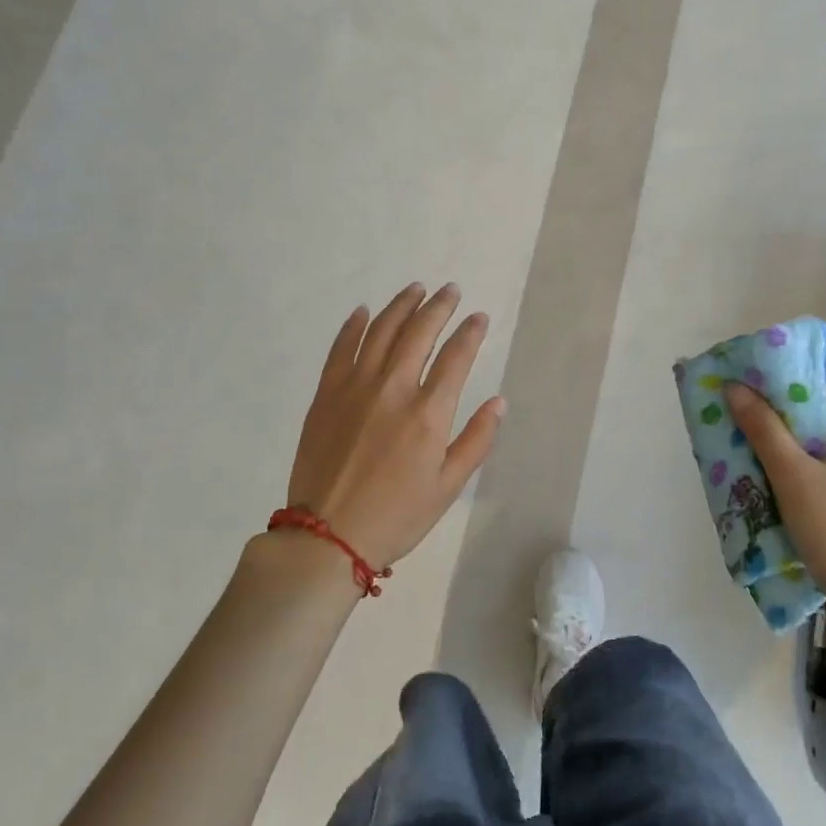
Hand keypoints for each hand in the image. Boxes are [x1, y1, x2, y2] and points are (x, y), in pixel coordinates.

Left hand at [286, 283, 505, 570]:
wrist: (327, 536)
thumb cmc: (397, 516)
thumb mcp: (448, 486)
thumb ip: (476, 440)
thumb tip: (499, 402)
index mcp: (428, 413)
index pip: (456, 357)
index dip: (471, 333)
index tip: (480, 317)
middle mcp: (393, 389)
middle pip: (419, 332)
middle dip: (439, 307)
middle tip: (450, 291)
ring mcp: (354, 387)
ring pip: (380, 331)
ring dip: (400, 306)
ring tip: (415, 290)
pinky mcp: (326, 394)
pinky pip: (340, 348)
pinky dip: (353, 326)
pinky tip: (364, 311)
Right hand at [725, 384, 825, 614]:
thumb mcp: (791, 477)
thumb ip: (764, 429)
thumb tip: (736, 388)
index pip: (820, 397)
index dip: (782, 398)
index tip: (751, 411)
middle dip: (788, 434)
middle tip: (752, 445)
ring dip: (804, 461)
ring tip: (771, 476)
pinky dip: (822, 483)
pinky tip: (802, 504)